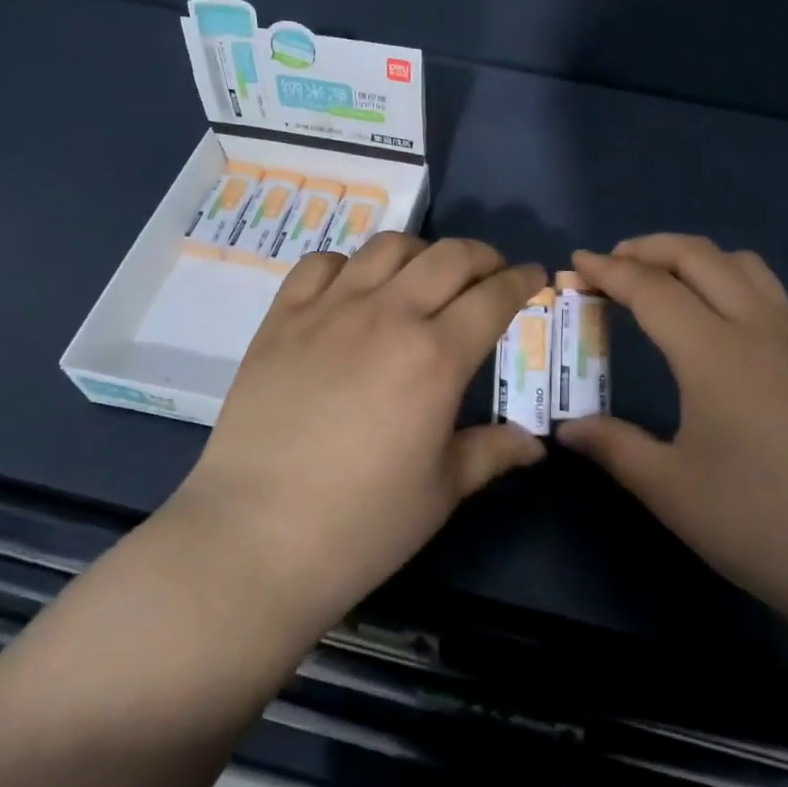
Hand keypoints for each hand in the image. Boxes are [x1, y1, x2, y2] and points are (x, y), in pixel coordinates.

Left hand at [170, 233, 547, 635]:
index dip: (522, 280)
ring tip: (425, 276)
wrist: (253, 539)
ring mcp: (330, 310)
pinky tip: (353, 290)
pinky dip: (349, 265)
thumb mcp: (441, 492)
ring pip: (388, 247)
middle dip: (482, 256)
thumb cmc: (361, 524)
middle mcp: (388, 315)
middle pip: (449, 255)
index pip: (494, 295)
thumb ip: (492, 452)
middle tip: (490, 274)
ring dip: (421, 252)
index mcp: (436, 356)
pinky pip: (321, 264)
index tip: (534, 275)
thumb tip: (534, 443)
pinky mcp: (282, 318)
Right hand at [557, 235, 787, 637]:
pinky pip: (766, 289)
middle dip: (648, 248)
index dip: (608, 271)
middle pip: (698, 256)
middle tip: (610, 263)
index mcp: (713, 352)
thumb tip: (568, 428)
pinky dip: (727, 277)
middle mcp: (755, 327)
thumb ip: (614, 447)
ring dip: (694, 256)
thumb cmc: (760, 522)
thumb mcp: (671, 489)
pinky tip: (716, 316)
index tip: (575, 264)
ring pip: (741, 263)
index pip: (651, 288)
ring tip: (663, 278)